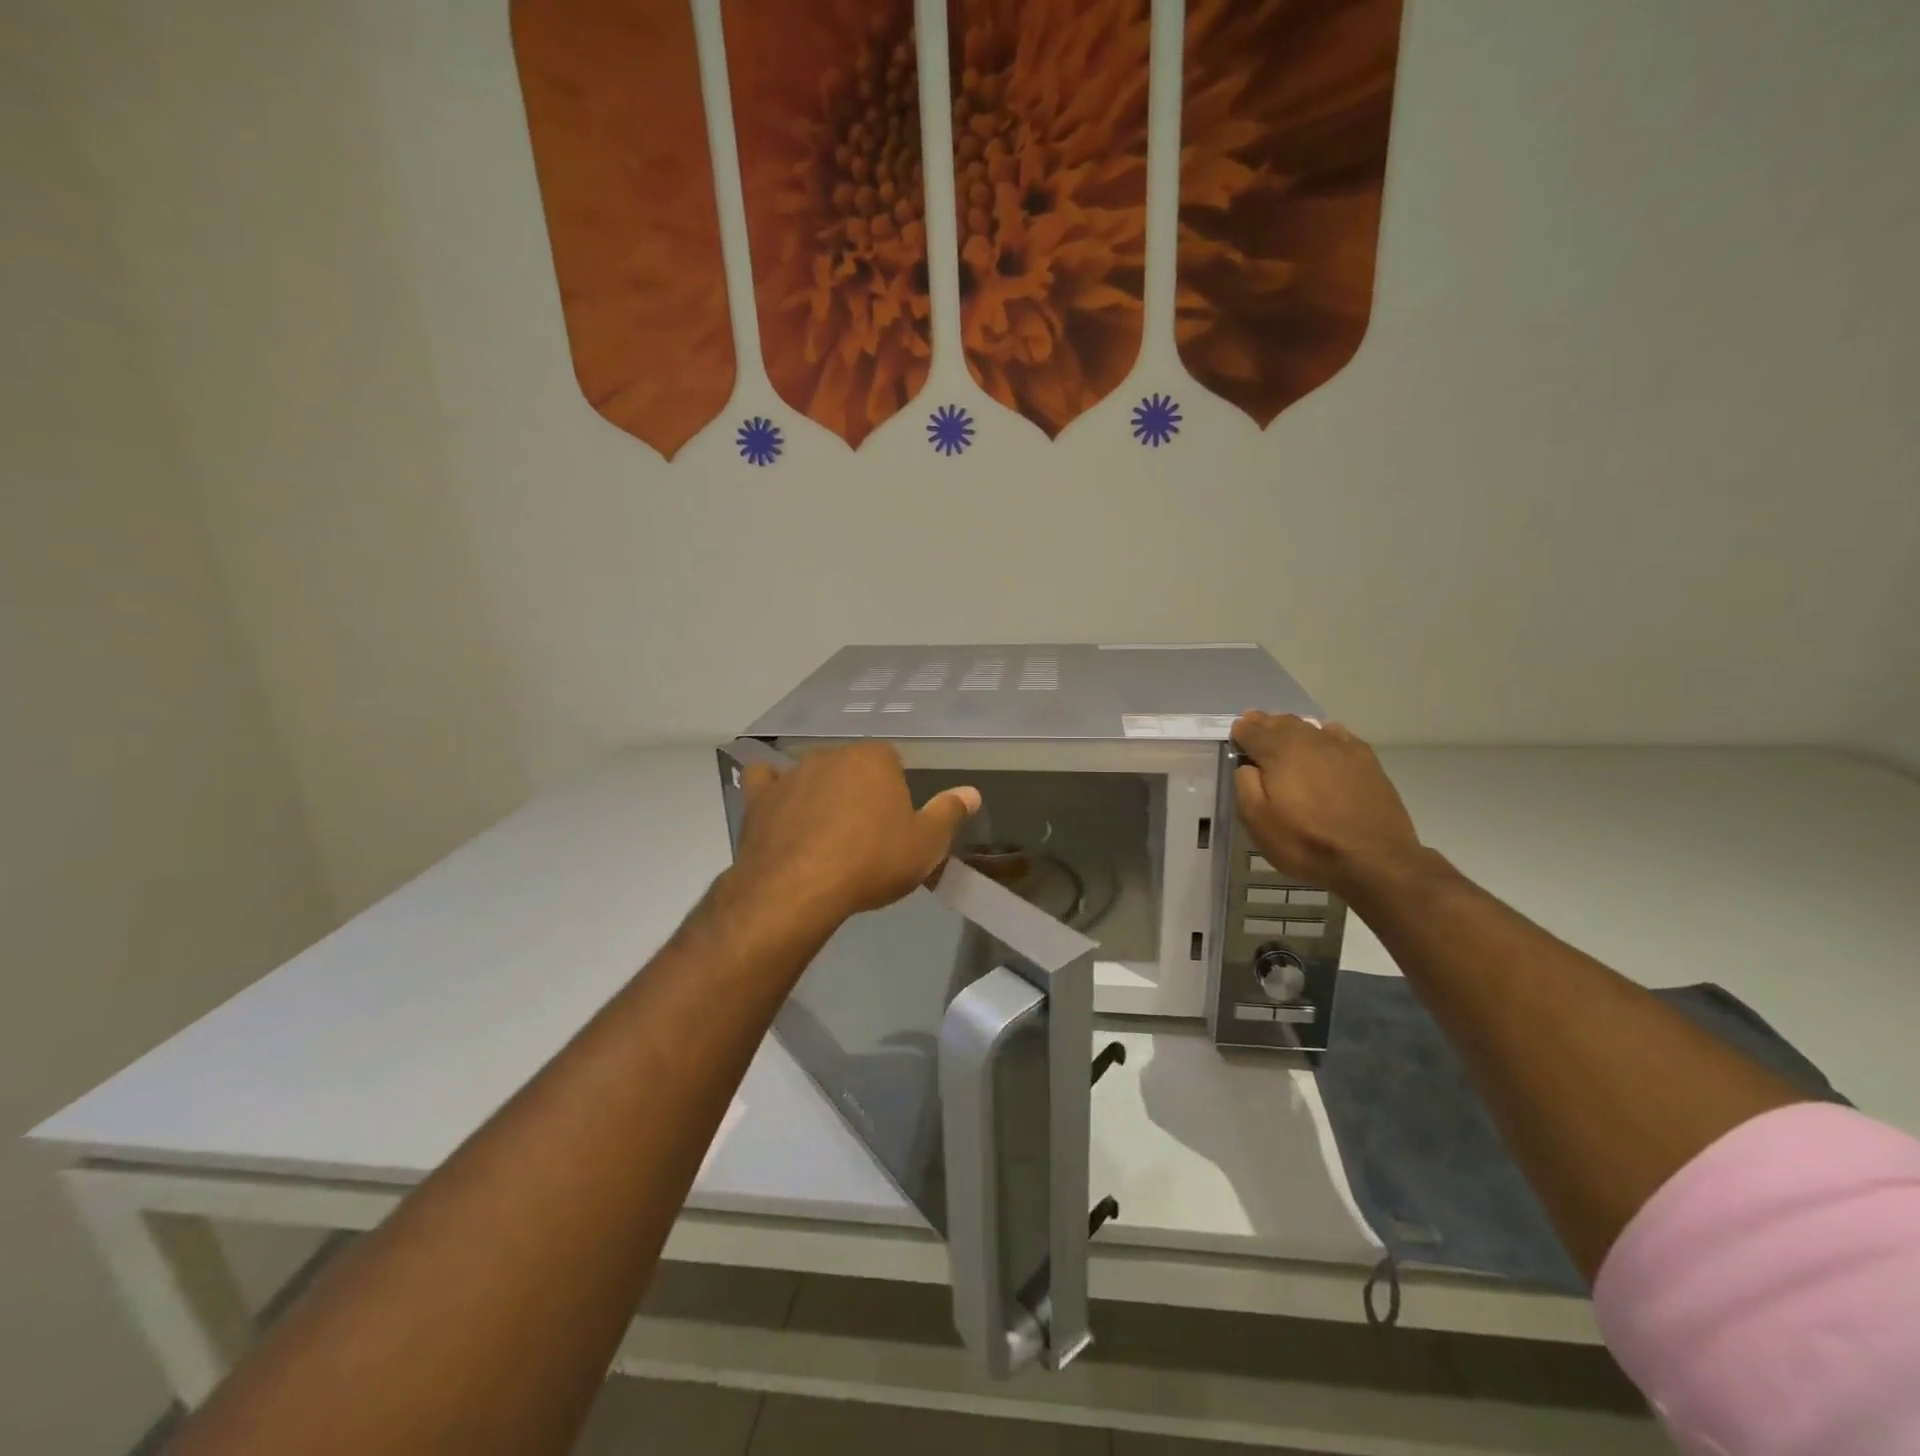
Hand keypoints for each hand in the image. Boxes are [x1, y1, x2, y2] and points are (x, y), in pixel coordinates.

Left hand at [728, 742, 980, 929]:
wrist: (799, 889)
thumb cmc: (871, 863)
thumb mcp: (925, 845)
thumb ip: (949, 813)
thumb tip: (972, 792)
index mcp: (874, 759)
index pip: (891, 763)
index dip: (894, 793)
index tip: (894, 825)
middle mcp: (832, 755)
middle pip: (851, 767)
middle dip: (858, 791)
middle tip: (864, 834)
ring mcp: (791, 774)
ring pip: (812, 775)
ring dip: (820, 794)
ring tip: (824, 834)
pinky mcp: (760, 798)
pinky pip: (765, 781)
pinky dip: (772, 789)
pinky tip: (777, 804)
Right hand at [1230, 712, 1420, 898]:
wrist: (1375, 860)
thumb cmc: (1307, 842)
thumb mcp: (1258, 821)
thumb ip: (1245, 785)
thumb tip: (1247, 765)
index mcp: (1280, 752)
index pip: (1252, 730)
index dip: (1240, 732)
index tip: (1235, 737)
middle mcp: (1310, 740)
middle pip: (1281, 723)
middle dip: (1264, 724)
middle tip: (1254, 728)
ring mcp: (1342, 747)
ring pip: (1309, 726)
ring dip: (1291, 728)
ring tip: (1283, 735)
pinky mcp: (1366, 760)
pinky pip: (1337, 735)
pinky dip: (1322, 734)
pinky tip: (1321, 742)